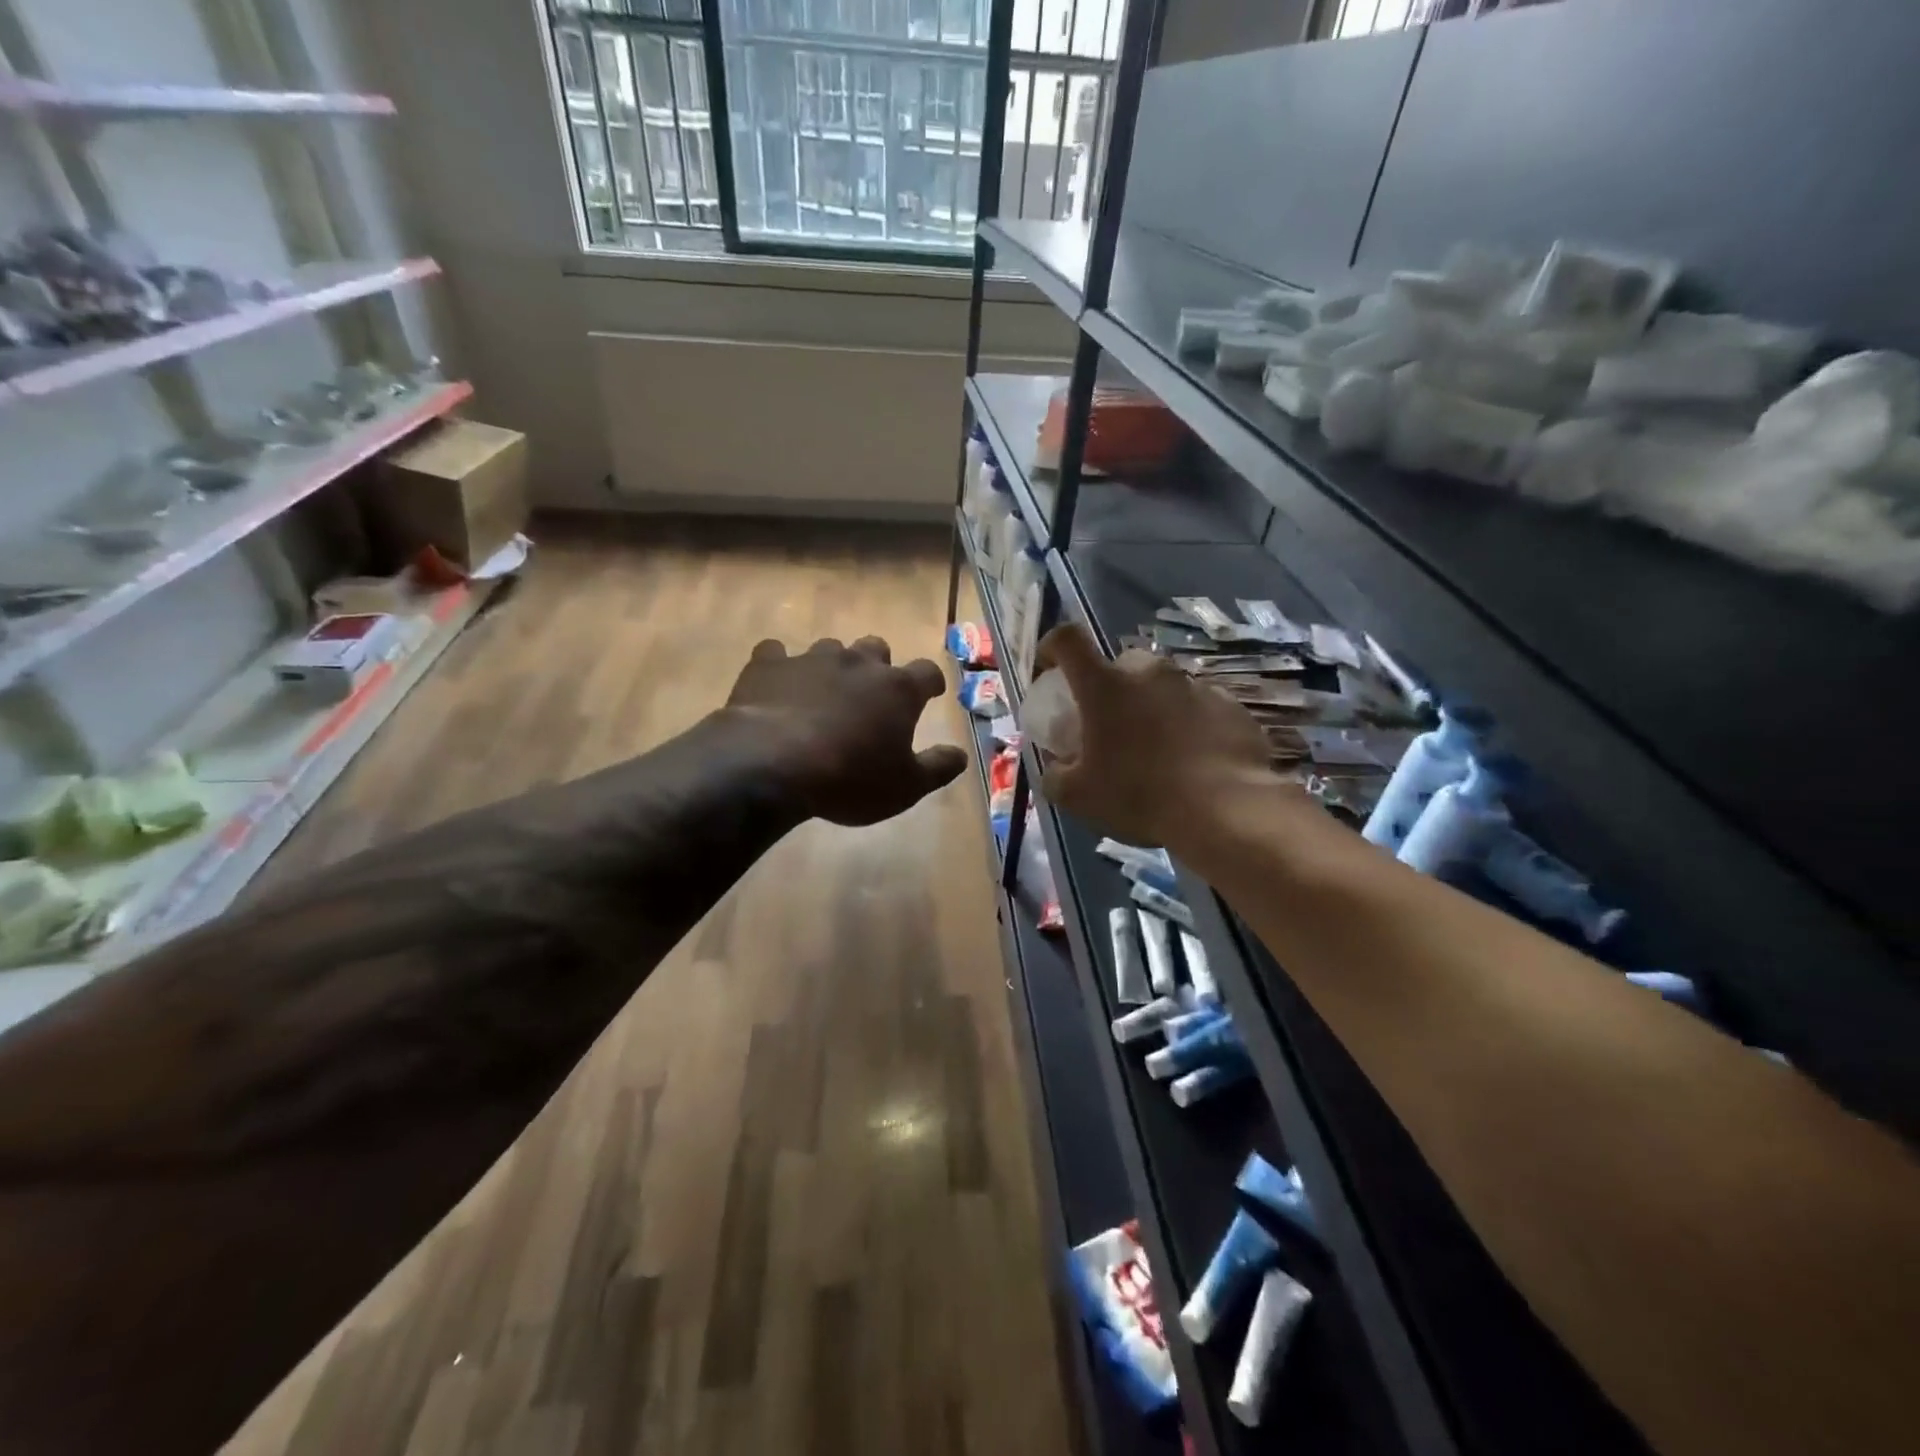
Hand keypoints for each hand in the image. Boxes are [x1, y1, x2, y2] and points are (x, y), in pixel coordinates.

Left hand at [723, 636, 966, 825]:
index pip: (927, 672)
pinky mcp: (768, 664)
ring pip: (830, 649)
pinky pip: (776, 653)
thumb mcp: (905, 787)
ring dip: (833, 666)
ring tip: (824, 692)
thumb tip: (961, 755)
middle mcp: (858, 664)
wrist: (772, 764)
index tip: (931, 693)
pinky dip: (781, 667)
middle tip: (872, 693)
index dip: (930, 682)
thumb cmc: (850, 779)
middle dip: (878, 666)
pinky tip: (776, 684)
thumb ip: (937, 768)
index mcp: (897, 689)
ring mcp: (812, 659)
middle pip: (876, 648)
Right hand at [1033, 623, 1275, 848]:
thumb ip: (1055, 775)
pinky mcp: (1230, 705)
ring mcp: (1195, 685)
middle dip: (1112, 687)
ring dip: (1153, 707)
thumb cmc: (1139, 796)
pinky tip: (1194, 760)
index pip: (1068, 640)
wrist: (1225, 810)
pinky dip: (1190, 724)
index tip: (1051, 668)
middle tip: (1112, 724)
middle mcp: (1150, 673)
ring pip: (1163, 685)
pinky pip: (1199, 706)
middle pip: (1121, 664)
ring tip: (1158, 748)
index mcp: (1105, 686)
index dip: (1053, 646)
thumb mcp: (1078, 797)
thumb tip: (1056, 766)